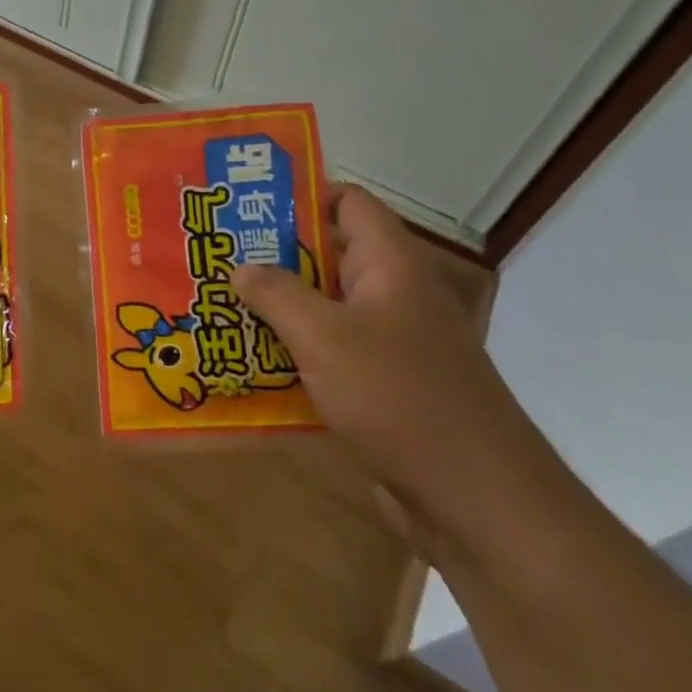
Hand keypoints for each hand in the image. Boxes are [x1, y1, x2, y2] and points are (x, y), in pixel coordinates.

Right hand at [230, 185, 566, 561]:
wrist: (475, 497)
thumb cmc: (399, 396)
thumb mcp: (324, 336)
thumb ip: (277, 294)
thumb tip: (240, 266)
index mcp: (389, 264)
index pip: (348, 202)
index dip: (301, 194)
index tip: (246, 204)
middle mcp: (392, 294)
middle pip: (328, 256)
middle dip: (273, 256)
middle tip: (216, 257)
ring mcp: (391, 343)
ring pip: (325, 309)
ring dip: (279, 309)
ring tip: (219, 305)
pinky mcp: (384, 387)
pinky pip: (330, 354)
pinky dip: (295, 353)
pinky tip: (249, 363)